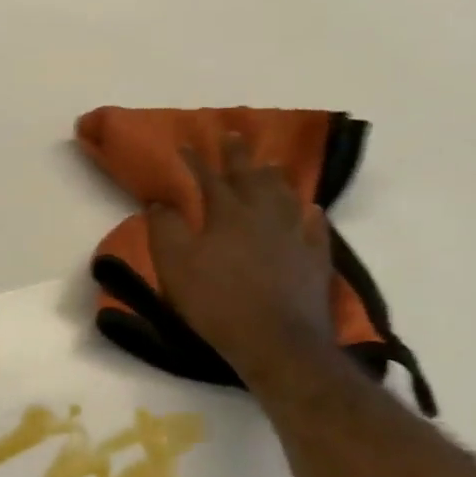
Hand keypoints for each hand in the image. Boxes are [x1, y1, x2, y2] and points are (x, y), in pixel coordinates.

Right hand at [143, 135, 336, 386]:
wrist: (275, 342)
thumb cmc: (215, 301)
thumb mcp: (174, 264)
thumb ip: (165, 228)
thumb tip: (160, 201)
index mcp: (227, 215)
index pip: (208, 178)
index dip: (196, 160)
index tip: (186, 144)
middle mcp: (264, 216)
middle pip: (251, 178)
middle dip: (239, 156)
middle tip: (234, 135)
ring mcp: (295, 237)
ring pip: (286, 197)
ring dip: (275, 178)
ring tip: (271, 165)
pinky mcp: (315, 261)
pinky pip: (315, 229)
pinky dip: (310, 215)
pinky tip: (311, 209)